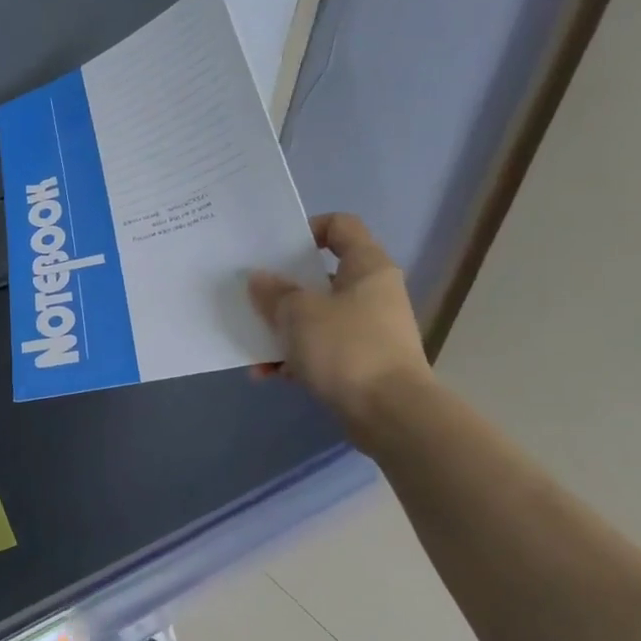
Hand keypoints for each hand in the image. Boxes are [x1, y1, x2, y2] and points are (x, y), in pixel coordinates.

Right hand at [247, 213, 432, 433]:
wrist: (390, 414)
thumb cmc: (346, 348)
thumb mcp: (298, 313)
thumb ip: (274, 292)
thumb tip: (259, 279)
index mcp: (366, 268)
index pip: (340, 226)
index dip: (307, 229)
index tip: (275, 250)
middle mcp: (371, 293)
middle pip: (320, 276)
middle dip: (281, 288)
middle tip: (251, 295)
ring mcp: (367, 329)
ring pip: (314, 317)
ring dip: (281, 330)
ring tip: (252, 345)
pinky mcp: (359, 362)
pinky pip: (318, 350)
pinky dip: (293, 359)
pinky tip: (266, 374)